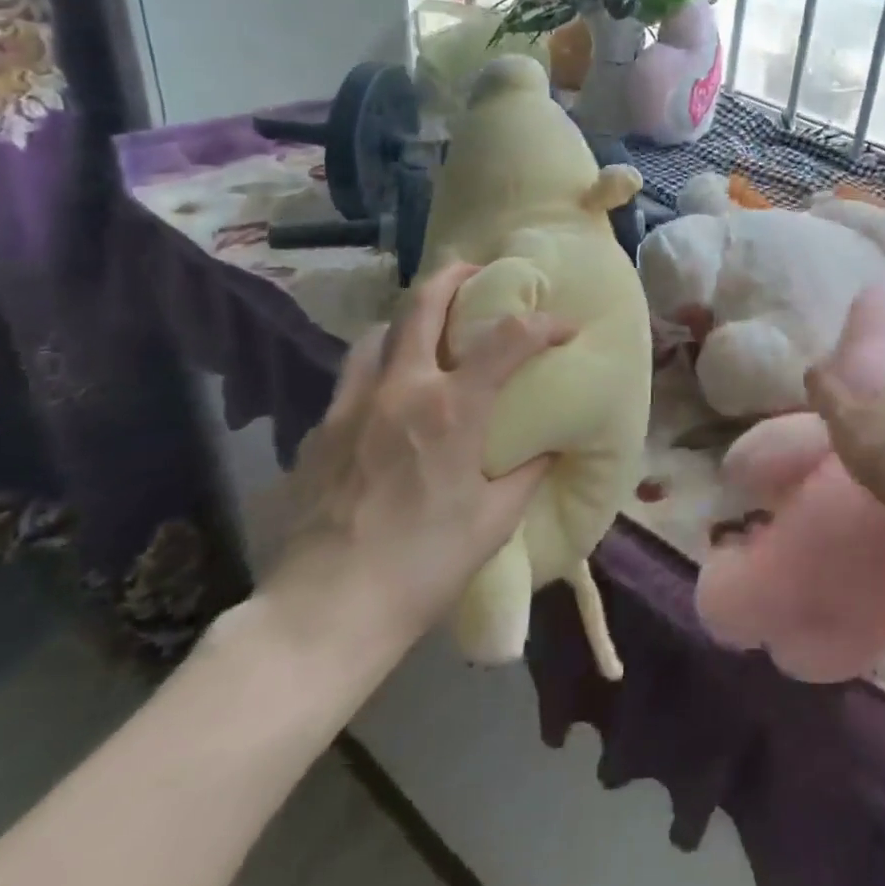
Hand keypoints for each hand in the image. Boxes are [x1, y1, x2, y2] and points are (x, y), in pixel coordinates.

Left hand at [259, 263, 572, 660]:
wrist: (324, 612)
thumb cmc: (423, 566)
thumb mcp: (494, 521)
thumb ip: (525, 472)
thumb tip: (547, 446)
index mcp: (452, 409)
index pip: (509, 338)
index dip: (544, 323)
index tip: (565, 327)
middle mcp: (400, 389)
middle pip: (423, 303)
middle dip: (454, 277)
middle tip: (475, 273)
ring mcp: (351, 405)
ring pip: (377, 332)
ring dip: (408, 320)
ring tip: (426, 333)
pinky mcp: (319, 431)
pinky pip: (353, 378)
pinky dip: (378, 369)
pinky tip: (387, 401)